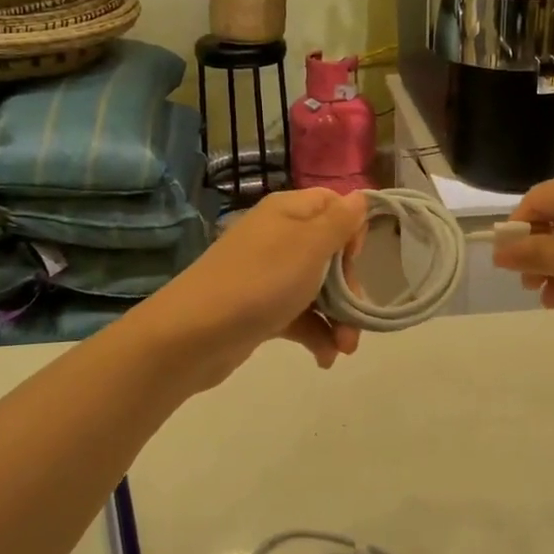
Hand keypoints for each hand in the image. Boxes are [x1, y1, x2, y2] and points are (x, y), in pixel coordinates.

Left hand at [137, 187, 368, 389]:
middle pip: (330, 252)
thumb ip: (340, 221)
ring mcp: (268, 274)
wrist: (193, 335)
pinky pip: (299, 315)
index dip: (352, 229)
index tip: (354, 259)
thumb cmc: (261, 281)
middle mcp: (279, 236)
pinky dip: (316, 334)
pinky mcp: (261, 309)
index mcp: (288, 211)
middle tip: (355, 314)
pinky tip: (326, 358)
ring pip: (318, 288)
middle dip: (349, 287)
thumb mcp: (310, 246)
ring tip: (345, 349)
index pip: (333, 204)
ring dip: (338, 317)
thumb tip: (360, 195)